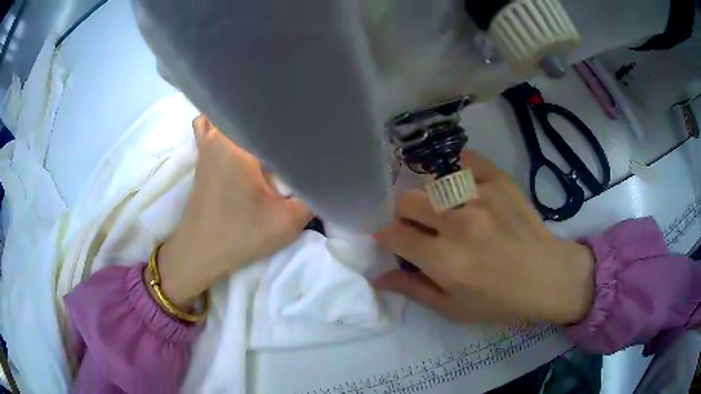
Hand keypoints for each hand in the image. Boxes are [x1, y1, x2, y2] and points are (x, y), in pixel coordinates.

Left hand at [156, 115, 311, 308]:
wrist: (199, 252)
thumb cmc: (240, 236)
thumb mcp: (287, 222)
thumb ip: (313, 196)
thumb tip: (327, 177)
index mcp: (241, 144)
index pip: (276, 120)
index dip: (299, 124)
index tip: (315, 130)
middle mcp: (221, 135)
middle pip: (253, 112)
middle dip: (277, 118)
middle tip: (297, 132)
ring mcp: (207, 143)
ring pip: (229, 114)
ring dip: (248, 119)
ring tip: (268, 130)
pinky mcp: (201, 155)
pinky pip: (208, 126)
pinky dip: (222, 123)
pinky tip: (237, 133)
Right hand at [374, 152, 594, 324]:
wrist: (548, 278)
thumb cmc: (500, 301)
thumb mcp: (453, 309)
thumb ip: (414, 290)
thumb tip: (379, 277)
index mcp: (444, 261)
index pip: (395, 234)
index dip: (385, 235)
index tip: (392, 238)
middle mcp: (459, 224)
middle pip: (408, 201)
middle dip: (405, 214)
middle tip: (421, 226)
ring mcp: (481, 197)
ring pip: (434, 182)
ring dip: (433, 197)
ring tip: (448, 209)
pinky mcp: (500, 182)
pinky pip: (468, 161)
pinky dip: (460, 169)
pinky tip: (464, 183)